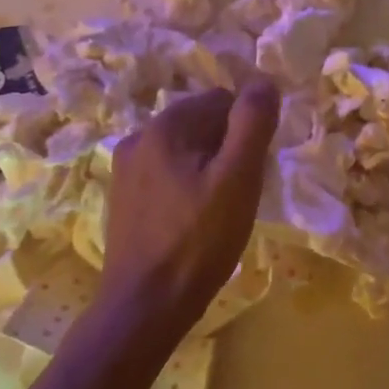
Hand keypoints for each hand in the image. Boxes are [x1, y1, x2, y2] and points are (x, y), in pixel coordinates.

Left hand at [98, 79, 279, 335]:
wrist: (143, 308)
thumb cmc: (197, 241)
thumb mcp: (237, 178)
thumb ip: (252, 123)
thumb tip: (264, 81)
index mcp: (164, 125)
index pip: (222, 100)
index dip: (247, 130)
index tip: (255, 168)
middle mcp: (138, 137)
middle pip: (201, 123)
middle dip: (228, 148)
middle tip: (241, 191)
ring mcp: (126, 169)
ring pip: (185, 151)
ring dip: (209, 168)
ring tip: (221, 210)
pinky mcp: (124, 198)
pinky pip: (167, 174)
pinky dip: (188, 187)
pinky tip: (195, 221)